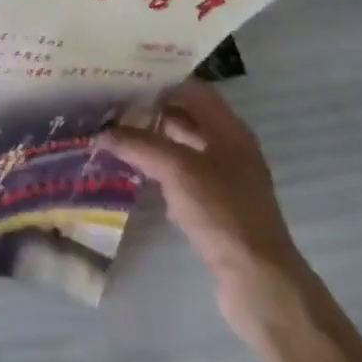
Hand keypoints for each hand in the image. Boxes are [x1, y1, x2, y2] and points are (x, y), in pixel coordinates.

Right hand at [98, 81, 307, 329]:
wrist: (259, 283)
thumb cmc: (223, 213)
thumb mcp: (176, 169)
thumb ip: (138, 144)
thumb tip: (101, 132)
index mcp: (229, 130)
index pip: (192, 90)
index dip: (161, 81)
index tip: (125, 78)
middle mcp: (230, 149)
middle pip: (187, 117)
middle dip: (152, 111)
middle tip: (112, 106)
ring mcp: (225, 181)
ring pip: (183, 148)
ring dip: (153, 142)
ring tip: (116, 135)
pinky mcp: (217, 209)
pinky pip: (183, 178)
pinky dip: (160, 171)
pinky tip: (135, 173)